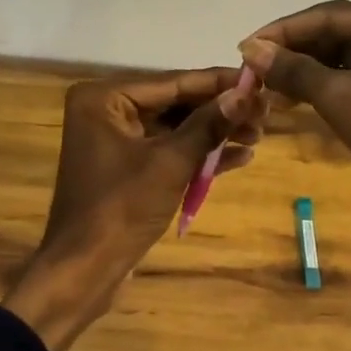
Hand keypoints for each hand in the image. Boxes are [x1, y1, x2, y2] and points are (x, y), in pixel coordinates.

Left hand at [5, 68, 264, 350]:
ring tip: (259, 134)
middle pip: (174, 103)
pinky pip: (167, 151)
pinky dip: (198, 154)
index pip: (172, 82)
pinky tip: (239, 156)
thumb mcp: (171, 163)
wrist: (84, 271)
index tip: (260, 79)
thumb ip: (209, 125)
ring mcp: (115, 140)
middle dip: (220, 110)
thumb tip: (247, 94)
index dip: (219, 83)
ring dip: (214, 133)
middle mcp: (106, 110)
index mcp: (104, 98)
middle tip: (266, 111)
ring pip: (174, 128)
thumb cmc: (121, 209)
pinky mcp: (126, 167)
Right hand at [238, 0, 350, 272]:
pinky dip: (325, 87)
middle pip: (339, 33)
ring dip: (306, 70)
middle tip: (252, 68)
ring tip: (265, 86)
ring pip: (346, 57)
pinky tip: (292, 99)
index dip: (285, 31)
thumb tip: (250, 48)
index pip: (333, 15)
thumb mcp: (341, 97)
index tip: (244, 45)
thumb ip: (293, 68)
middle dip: (295, 51)